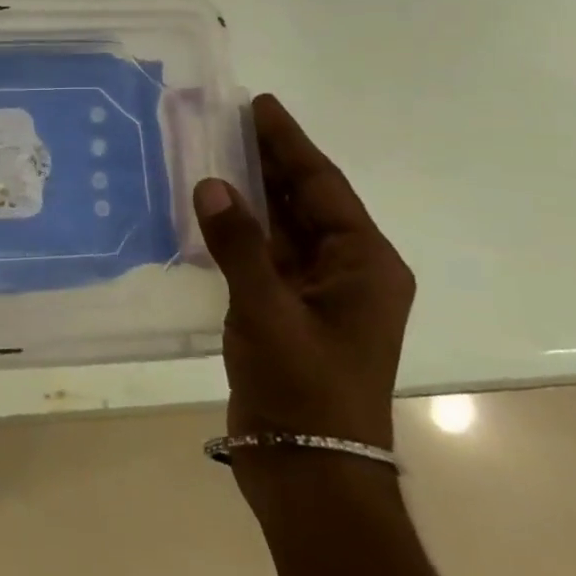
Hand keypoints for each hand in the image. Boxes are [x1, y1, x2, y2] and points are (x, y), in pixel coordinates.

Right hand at [192, 94, 413, 467]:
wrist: (308, 471)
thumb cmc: (304, 388)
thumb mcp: (268, 311)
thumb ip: (238, 244)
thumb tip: (210, 183)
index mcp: (365, 264)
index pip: (323, 185)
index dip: (289, 142)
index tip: (259, 104)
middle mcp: (348, 270)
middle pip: (306, 199)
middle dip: (269, 159)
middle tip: (227, 118)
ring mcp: (317, 293)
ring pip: (283, 225)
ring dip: (252, 190)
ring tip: (213, 150)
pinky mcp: (287, 311)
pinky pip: (263, 252)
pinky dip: (239, 227)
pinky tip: (209, 209)